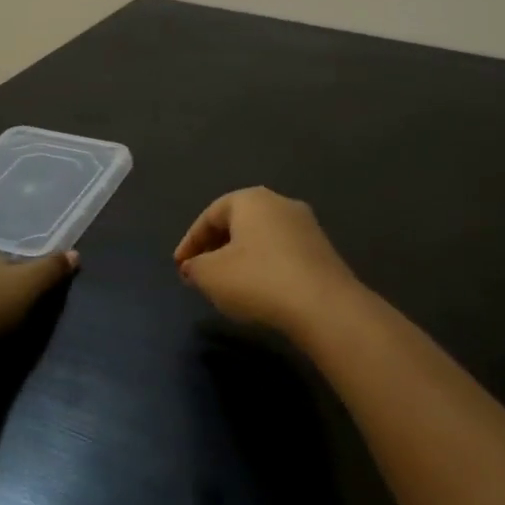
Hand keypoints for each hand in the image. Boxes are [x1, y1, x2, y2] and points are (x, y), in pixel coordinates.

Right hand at [173, 187, 361, 337]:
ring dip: (241, 257)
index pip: (211, 214)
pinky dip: (264, 266)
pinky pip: (282, 253)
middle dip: (216, 246)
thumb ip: (195, 267)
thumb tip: (194, 266)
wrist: (324, 305)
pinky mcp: (322, 250)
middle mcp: (280, 203)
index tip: (180, 267)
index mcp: (251, 199)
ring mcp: (306, 226)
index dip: (190, 241)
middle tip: (200, 271)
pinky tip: (259, 290)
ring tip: (227, 283)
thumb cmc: (258, 280)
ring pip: (262, 237)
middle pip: (238, 222)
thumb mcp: (211, 275)